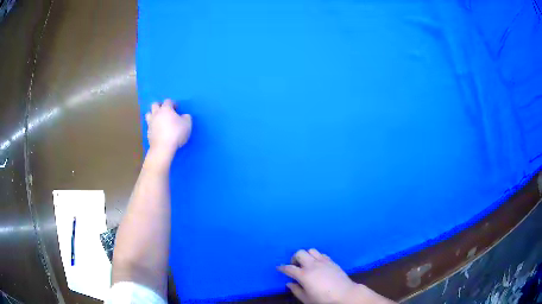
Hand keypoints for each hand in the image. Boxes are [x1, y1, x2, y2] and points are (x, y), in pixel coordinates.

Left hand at [145, 99, 191, 158]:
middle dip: (160, 105)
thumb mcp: (187, 124)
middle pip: (154, 104)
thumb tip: (183, 116)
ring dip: (153, 114)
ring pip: (148, 114)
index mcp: (166, 109)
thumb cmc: (176, 133)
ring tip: (159, 119)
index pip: (168, 101)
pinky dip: (153, 126)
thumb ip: (186, 117)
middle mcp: (156, 113)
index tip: (177, 109)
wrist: (163, 148)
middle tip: (166, 111)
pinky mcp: (148, 132)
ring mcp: (150, 123)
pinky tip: (157, 130)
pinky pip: (149, 125)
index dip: (173, 103)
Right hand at [278, 249, 394, 303]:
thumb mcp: (306, 298)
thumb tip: (289, 283)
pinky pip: (321, 254)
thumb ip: (296, 290)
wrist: (345, 294)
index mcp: (304, 275)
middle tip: (295, 266)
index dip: (282, 267)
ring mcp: (323, 261)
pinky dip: (316, 256)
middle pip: (299, 253)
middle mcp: (312, 265)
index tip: (279, 267)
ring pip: (311, 250)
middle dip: (294, 258)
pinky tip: (317, 264)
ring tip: (306, 263)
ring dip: (306, 255)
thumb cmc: (323, 299)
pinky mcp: (332, 261)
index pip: (289, 268)